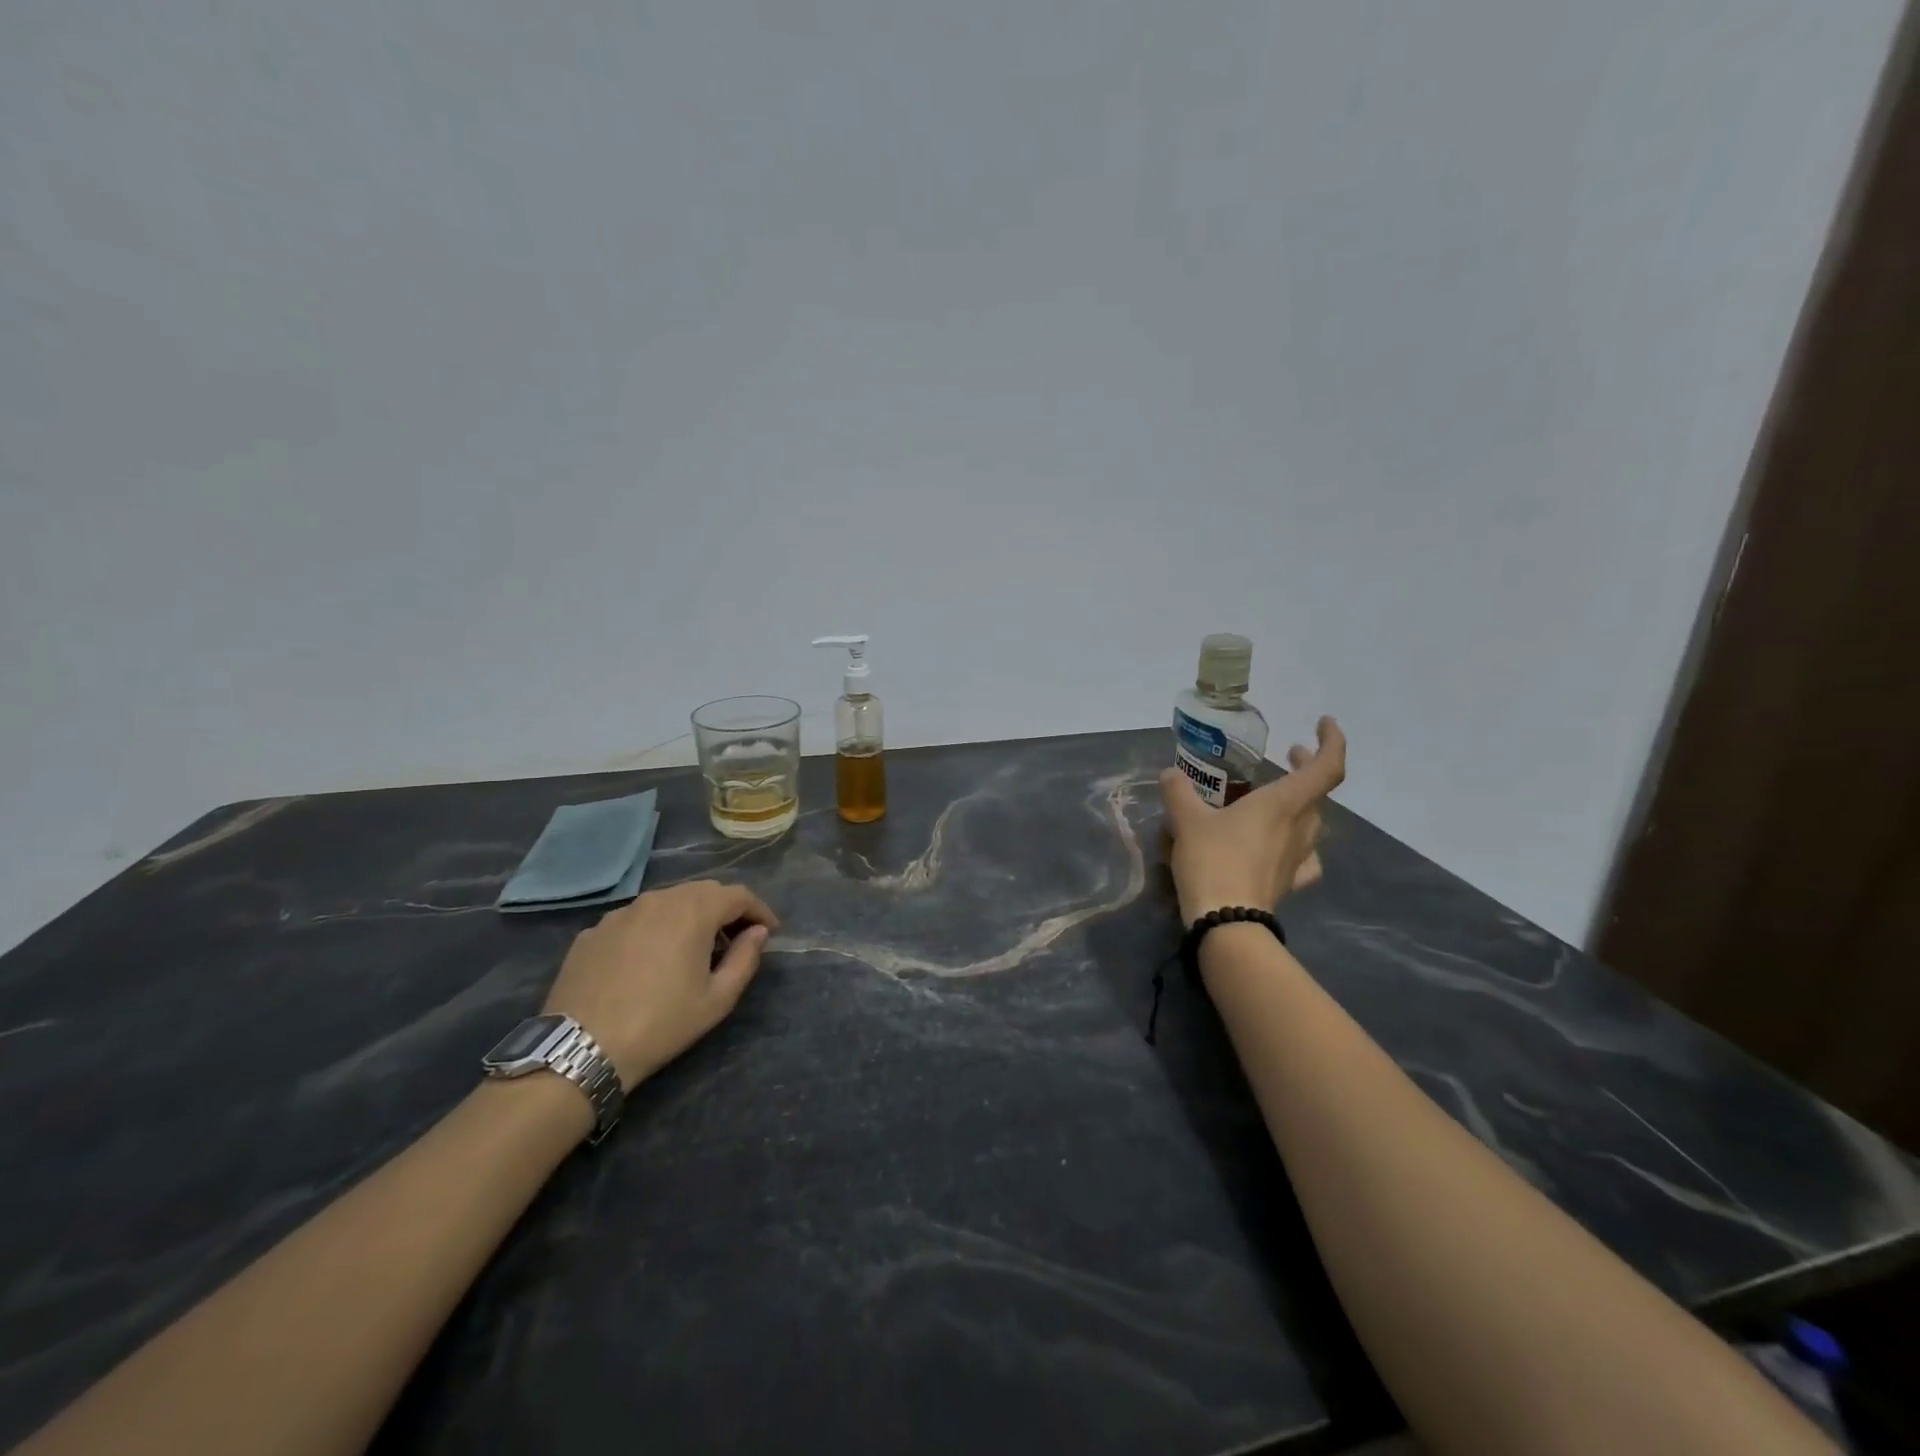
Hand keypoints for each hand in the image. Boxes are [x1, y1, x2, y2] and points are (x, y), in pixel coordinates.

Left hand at [542, 879, 778, 1088]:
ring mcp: (621, 913)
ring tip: (694, 948)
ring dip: (689, 916)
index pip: (738, 894)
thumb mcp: (717, 999)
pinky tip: (651, 960)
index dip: (759, 910)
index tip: (770, 932)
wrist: (580, 1048)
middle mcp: (658, 899)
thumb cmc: (661, 1024)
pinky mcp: (593, 931)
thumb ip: (745, 958)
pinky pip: (636, 919)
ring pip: (667, 901)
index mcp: (693, 911)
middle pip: (703, 891)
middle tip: (736, 939)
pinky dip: (654, 929)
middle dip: (726, 909)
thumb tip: (757, 932)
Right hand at [1160, 716, 1346, 924]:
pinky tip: (1284, 846)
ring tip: (1276, 798)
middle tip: (1289, 754)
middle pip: (1318, 793)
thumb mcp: (1186, 819)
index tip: (1323, 723)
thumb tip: (1170, 774)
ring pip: (1312, 822)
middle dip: (1306, 768)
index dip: (1332, 742)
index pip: (1326, 768)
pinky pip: (1304, 857)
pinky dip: (1298, 843)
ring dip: (1301, 803)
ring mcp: (1299, 858)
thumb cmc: (1212, 860)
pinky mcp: (1290, 882)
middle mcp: (1299, 827)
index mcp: (1282, 804)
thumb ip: (1179, 792)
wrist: (1226, 920)